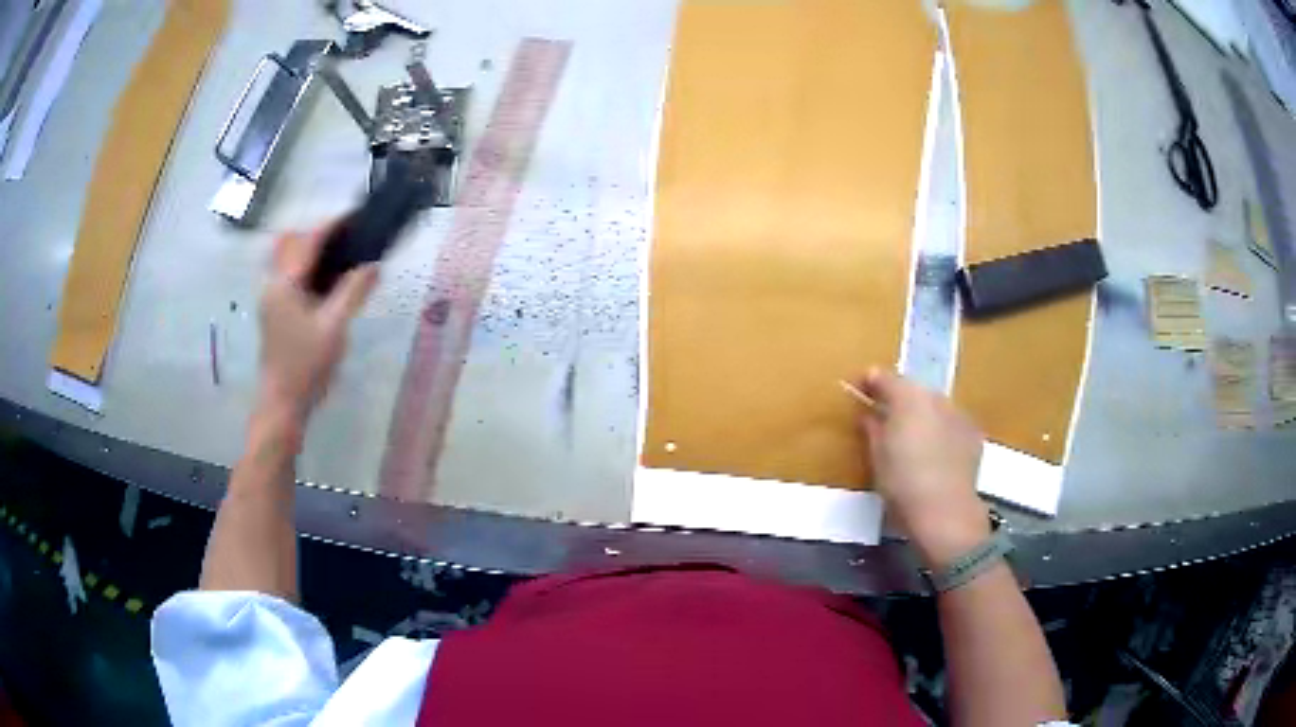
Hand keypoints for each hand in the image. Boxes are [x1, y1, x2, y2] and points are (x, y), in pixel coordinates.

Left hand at [257, 226, 377, 421]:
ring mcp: (271, 298)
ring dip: (311, 251)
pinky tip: (327, 282)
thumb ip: (353, 291)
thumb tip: (374, 265)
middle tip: (348, 239)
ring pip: (288, 259)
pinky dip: (307, 268)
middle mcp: (272, 284)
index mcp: (284, 283)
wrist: (283, 403)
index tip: (357, 215)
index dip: (333, 224)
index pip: (308, 240)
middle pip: (292, 242)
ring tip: (341, 256)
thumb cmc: (306, 365)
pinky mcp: (275, 311)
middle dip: (318, 234)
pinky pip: (290, 276)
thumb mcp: (334, 327)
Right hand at [855, 368, 989, 569]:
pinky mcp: (973, 434)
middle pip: (913, 390)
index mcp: (907, 398)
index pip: (885, 378)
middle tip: (886, 418)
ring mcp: (958, 414)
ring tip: (913, 438)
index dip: (871, 381)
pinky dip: (942, 430)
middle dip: (900, 400)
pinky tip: (936, 452)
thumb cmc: (902, 485)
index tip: (861, 388)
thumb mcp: (877, 458)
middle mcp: (935, 398)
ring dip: (922, 415)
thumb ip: (873, 429)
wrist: (945, 511)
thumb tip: (870, 415)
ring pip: (935, 406)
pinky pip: (951, 423)